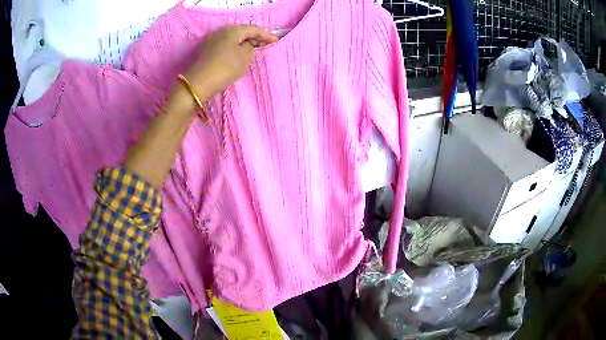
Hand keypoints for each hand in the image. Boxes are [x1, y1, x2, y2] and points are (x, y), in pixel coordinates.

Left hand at [184, 25, 277, 99]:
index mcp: (233, 30)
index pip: (254, 29)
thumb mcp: (245, 57)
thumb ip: (251, 48)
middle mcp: (222, 31)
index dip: (266, 35)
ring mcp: (212, 40)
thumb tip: (248, 46)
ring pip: (233, 39)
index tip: (276, 41)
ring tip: (253, 50)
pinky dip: (234, 48)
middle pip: (242, 32)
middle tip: (265, 45)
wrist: (199, 83)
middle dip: (254, 38)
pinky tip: (238, 55)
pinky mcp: (207, 50)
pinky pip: (225, 45)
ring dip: (244, 43)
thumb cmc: (225, 67)